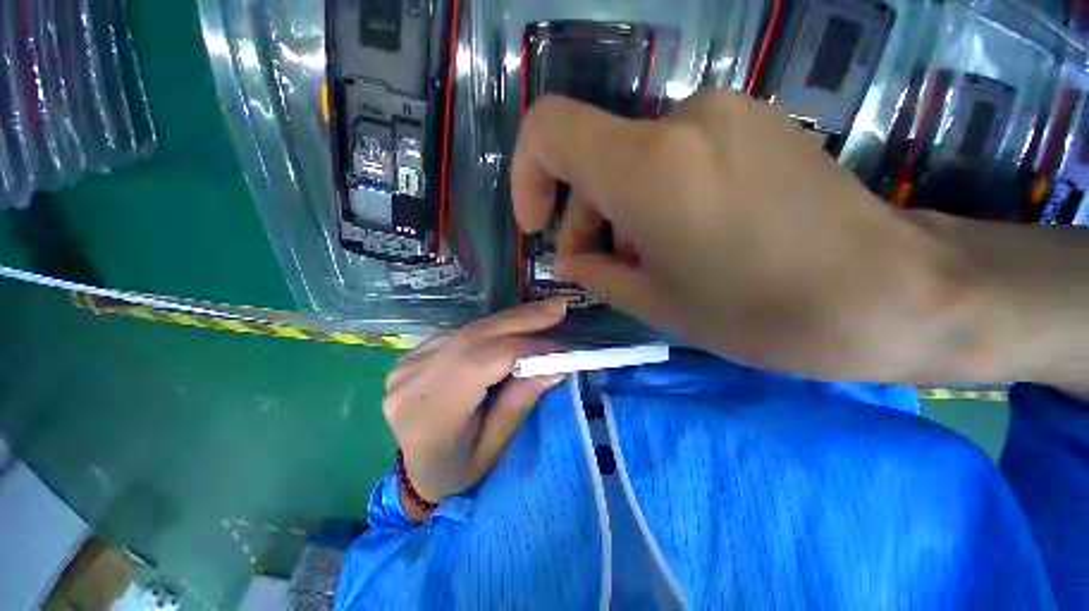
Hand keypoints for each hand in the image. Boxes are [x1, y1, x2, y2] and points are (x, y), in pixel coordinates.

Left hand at [382, 299, 567, 517]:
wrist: (413, 468)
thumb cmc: (458, 467)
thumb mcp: (495, 445)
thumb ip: (521, 400)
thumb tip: (555, 365)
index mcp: (432, 413)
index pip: (484, 361)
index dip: (526, 347)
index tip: (561, 346)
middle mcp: (414, 380)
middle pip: (475, 336)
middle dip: (522, 319)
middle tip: (558, 306)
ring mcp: (409, 363)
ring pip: (469, 330)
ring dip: (510, 320)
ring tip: (543, 312)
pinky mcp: (412, 354)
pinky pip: (460, 333)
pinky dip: (492, 328)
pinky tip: (513, 325)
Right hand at [511, 91, 966, 380]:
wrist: (890, 294)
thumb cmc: (760, 312)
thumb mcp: (653, 302)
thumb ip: (595, 272)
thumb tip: (570, 258)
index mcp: (647, 166)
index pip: (548, 129)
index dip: (528, 174)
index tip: (538, 223)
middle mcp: (680, 119)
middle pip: (593, 157)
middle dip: (586, 217)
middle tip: (603, 269)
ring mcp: (722, 113)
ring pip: (631, 159)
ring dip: (620, 212)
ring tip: (650, 263)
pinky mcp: (751, 123)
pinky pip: (671, 155)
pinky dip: (655, 198)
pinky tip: (686, 239)